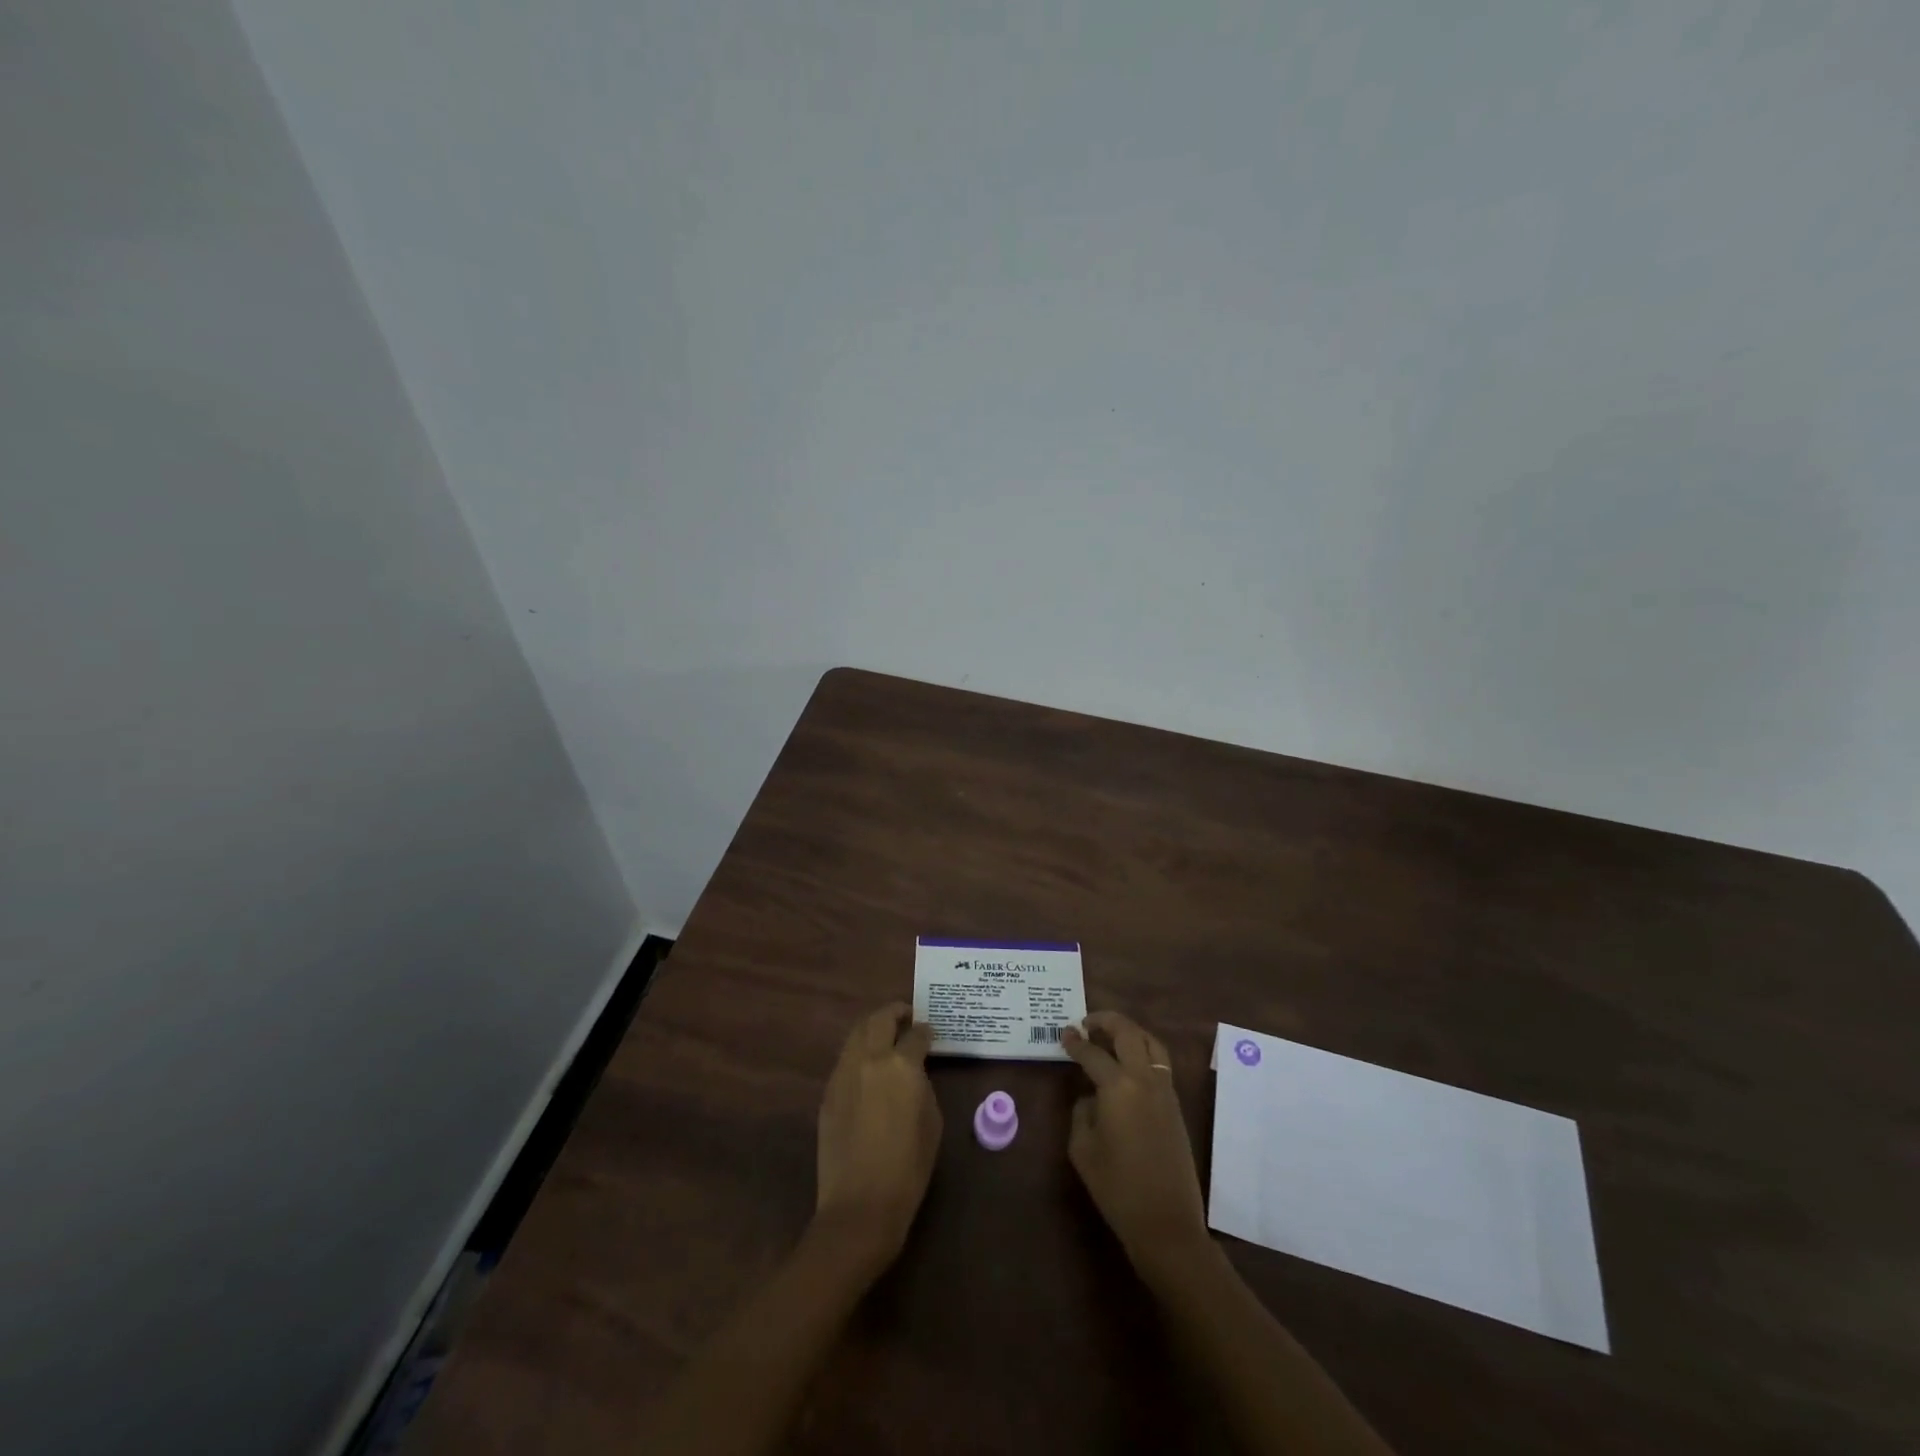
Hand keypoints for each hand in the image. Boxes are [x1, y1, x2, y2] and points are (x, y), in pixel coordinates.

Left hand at [814, 1003, 941, 1269]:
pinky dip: (859, 1051)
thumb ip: (923, 1085)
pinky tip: (868, 1065)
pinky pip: (846, 1058)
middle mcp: (870, 1059)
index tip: (931, 1033)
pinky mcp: (828, 1091)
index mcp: (901, 1066)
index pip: (916, 1034)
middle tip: (907, 1017)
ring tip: (886, 1035)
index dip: (926, 1030)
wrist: (860, 1205)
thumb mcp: (932, 1122)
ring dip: (873, 1027)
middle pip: (880, 1019)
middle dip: (895, 1013)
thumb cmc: (908, 1168)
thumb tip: (915, 1071)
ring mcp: (844, 1073)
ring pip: (857, 1033)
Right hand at [1062, 1010, 1209, 1281]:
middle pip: (1128, 1033)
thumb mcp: (1083, 1149)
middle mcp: (1144, 1079)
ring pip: (1151, 1043)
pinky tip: (1127, 1063)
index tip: (1064, 1033)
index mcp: (1118, 1087)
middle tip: (1087, 1022)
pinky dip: (1143, 1050)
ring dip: (1130, 1031)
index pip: (1093, 1053)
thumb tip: (1091, 1097)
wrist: (1166, 1223)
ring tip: (1110, 1035)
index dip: (1075, 1041)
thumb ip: (1082, 1113)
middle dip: (1106, 1021)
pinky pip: (1160, 1063)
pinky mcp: (1175, 1105)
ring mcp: (1165, 1090)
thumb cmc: (1117, 1188)